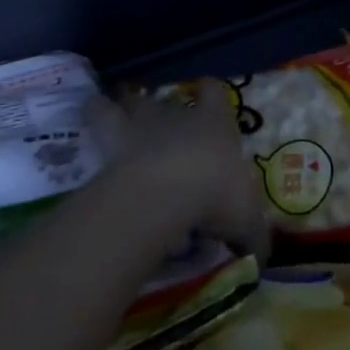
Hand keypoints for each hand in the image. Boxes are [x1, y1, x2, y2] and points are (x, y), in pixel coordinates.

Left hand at [98, 89, 269, 256]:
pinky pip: (97, 124)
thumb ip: (254, 236)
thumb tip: (262, 256)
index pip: (215, 93)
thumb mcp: (246, 222)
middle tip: (151, 121)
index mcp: (215, 123)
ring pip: (125, 104)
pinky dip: (92, 125)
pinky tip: (87, 135)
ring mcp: (141, 128)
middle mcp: (177, 117)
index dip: (212, 95)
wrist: (164, 194)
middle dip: (156, 108)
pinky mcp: (110, 146)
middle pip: (164, 99)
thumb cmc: (214, 194)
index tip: (209, 99)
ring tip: (104, 109)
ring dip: (115, 107)